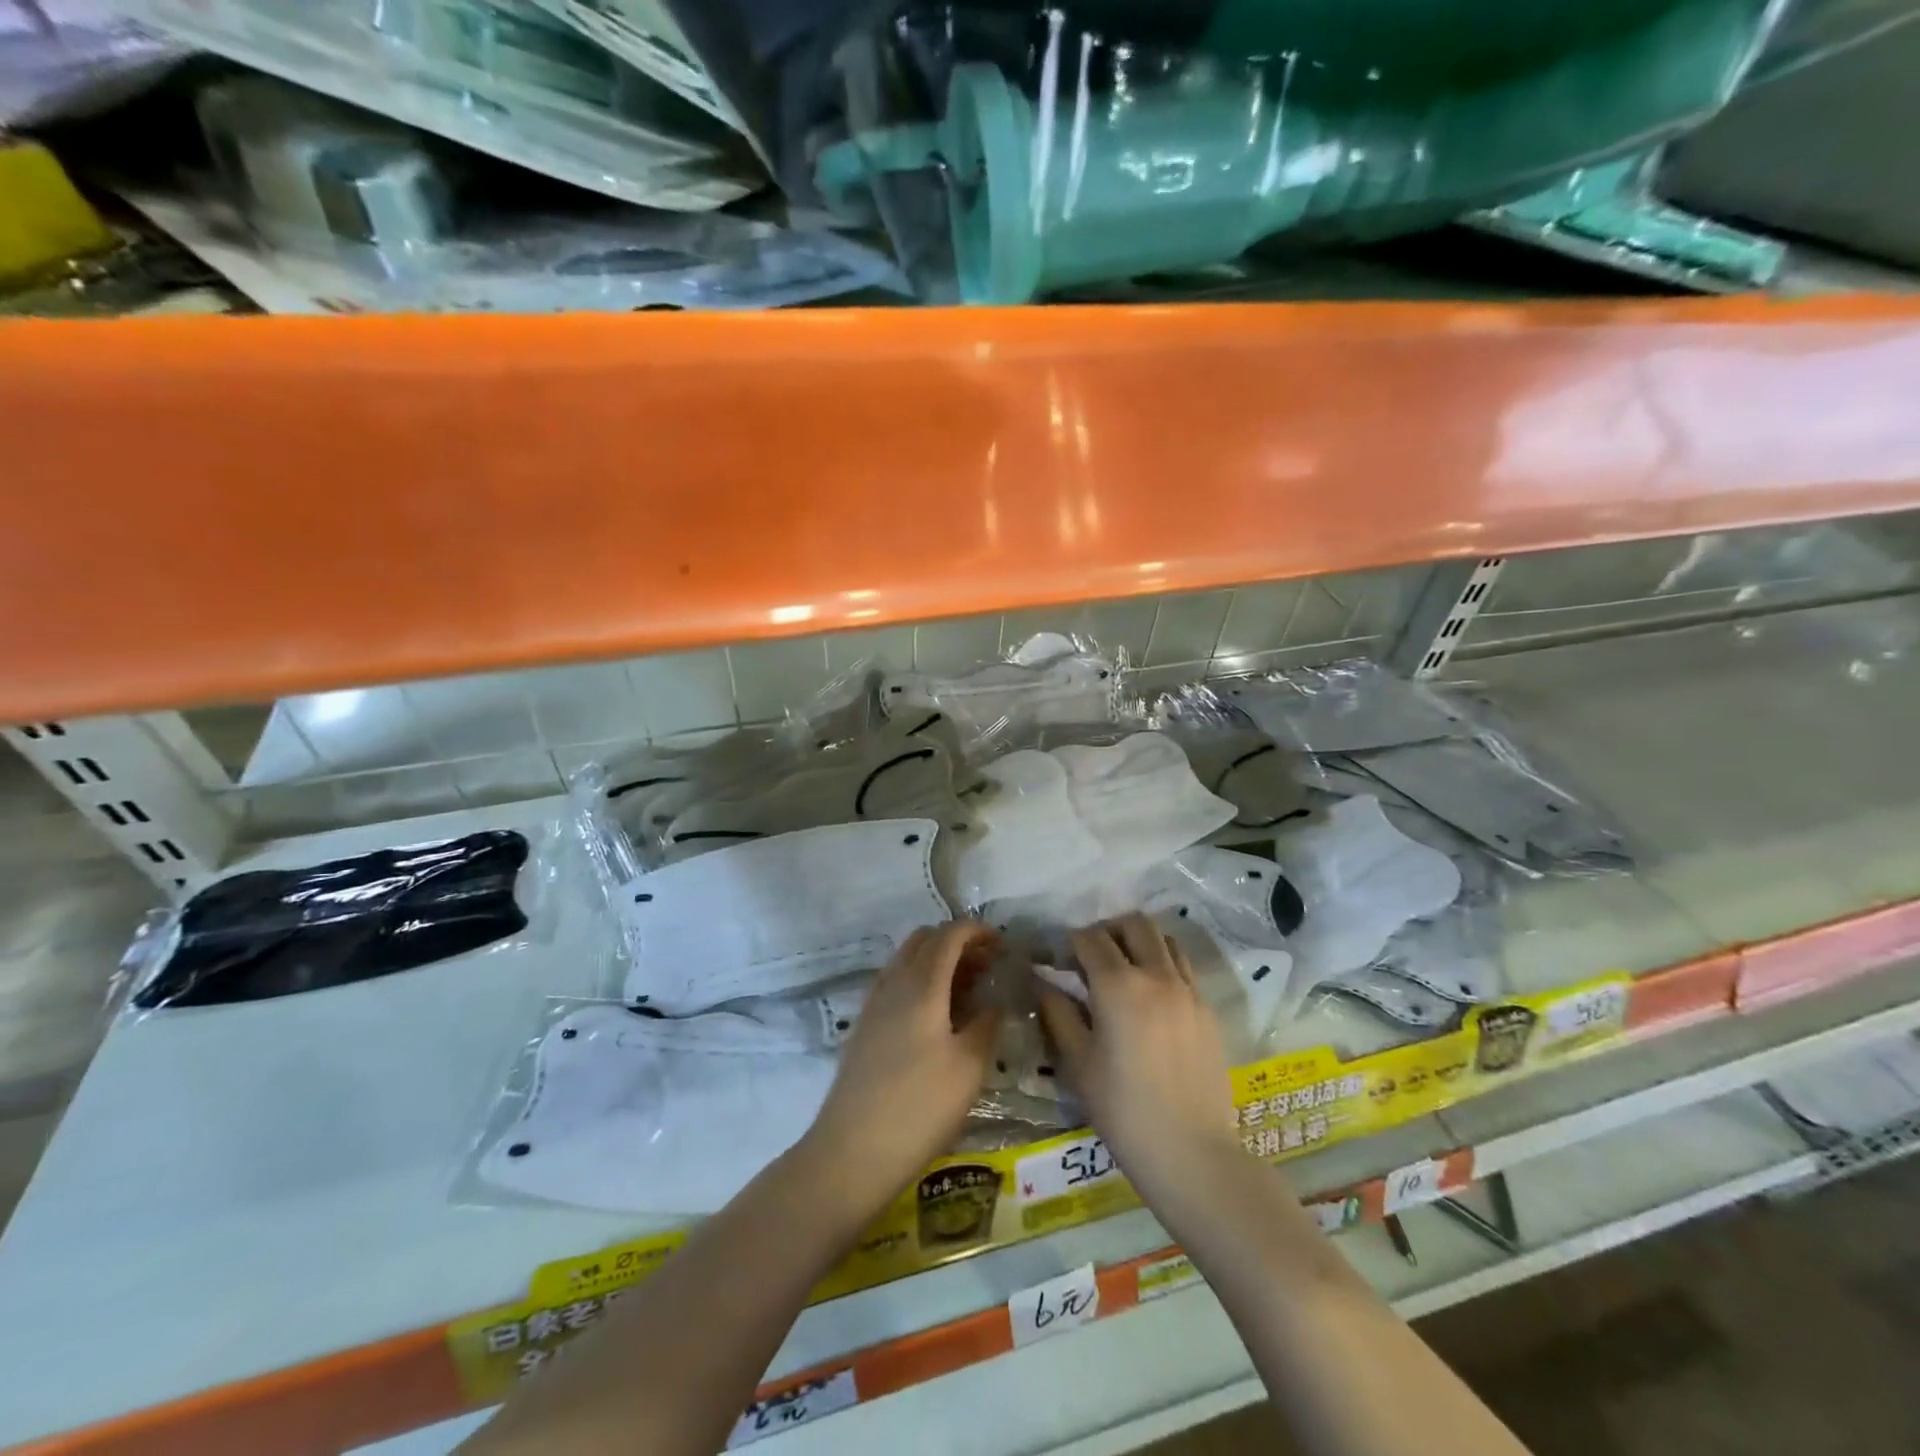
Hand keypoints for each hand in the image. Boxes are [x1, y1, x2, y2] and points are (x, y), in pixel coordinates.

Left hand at [805, 920, 1002, 1208]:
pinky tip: (938, 1016)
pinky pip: (896, 983)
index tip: (1005, 947)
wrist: (852, 1152)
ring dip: (938, 961)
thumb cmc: (920, 1107)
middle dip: (958, 942)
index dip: (979, 931)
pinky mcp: (865, 1026)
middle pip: (925, 939)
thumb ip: (987, 1023)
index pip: (950, 934)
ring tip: (969, 992)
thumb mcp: (969, 1067)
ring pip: (908, 959)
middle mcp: (893, 982)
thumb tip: (997, 999)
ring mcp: (874, 1003)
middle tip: (988, 968)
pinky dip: (921, 981)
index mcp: (921, 984)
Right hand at [1038, 913, 1239, 1200]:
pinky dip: (1163, 964)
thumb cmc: (1123, 1110)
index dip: (1069, 943)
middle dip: (1108, 930)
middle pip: (1134, 923)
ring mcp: (1188, 989)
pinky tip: (1151, 996)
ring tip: (1124, 969)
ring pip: (1164, 938)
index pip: (1090, 938)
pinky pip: (1183, 967)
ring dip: (1140, 942)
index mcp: (1118, 985)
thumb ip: (1059, 1014)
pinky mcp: (1208, 1009)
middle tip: (1092, 957)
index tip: (1058, 961)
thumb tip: (1046, 984)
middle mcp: (1157, 975)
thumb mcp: (1078, 1063)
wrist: (1192, 1152)